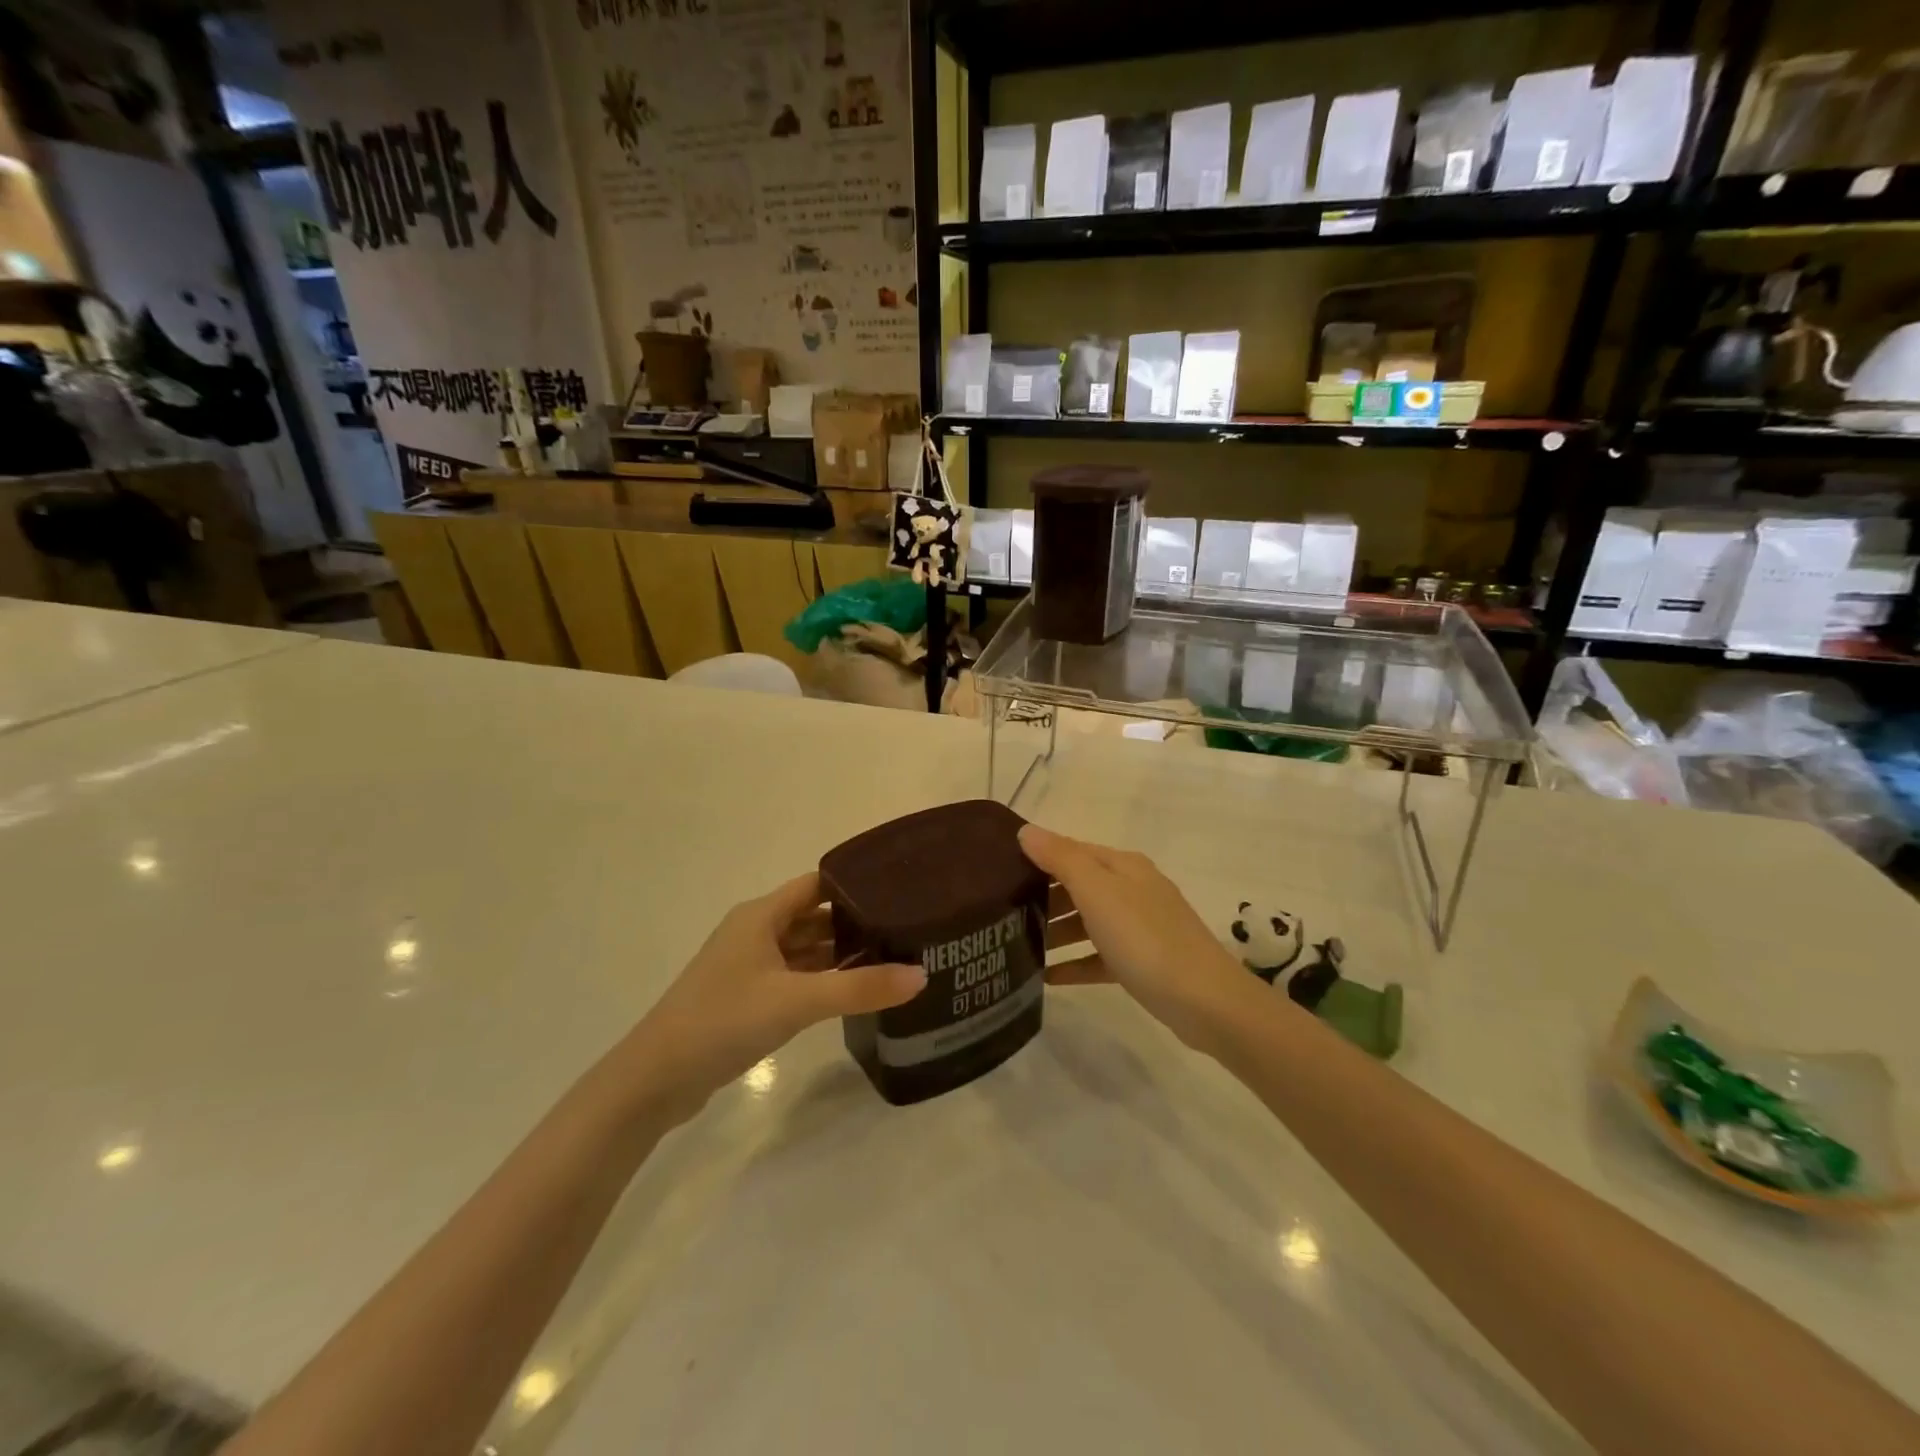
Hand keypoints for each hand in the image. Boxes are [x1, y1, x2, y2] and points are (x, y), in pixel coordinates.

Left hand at [625, 874, 925, 1119]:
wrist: (655, 1079)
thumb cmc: (724, 1020)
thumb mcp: (797, 1001)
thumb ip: (860, 988)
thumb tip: (921, 975)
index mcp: (761, 916)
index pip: (817, 884)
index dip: (855, 884)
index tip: (898, 890)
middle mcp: (755, 933)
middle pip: (813, 917)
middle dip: (854, 922)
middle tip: (905, 928)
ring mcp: (748, 967)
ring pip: (804, 950)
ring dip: (839, 954)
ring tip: (891, 958)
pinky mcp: (746, 999)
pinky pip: (794, 978)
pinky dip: (822, 980)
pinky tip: (853, 992)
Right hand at [1020, 824, 1253, 1051]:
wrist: (1206, 1002)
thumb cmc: (1145, 938)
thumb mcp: (1098, 891)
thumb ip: (1061, 858)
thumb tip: (1026, 830)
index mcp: (1123, 866)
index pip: (1071, 850)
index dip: (1037, 857)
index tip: (999, 872)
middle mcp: (1133, 889)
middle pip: (1079, 885)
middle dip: (1043, 896)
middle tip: (1003, 914)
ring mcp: (1140, 927)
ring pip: (1088, 921)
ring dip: (1056, 931)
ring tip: (1019, 946)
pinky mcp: (1143, 962)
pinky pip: (1099, 956)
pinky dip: (1075, 963)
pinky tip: (1047, 978)